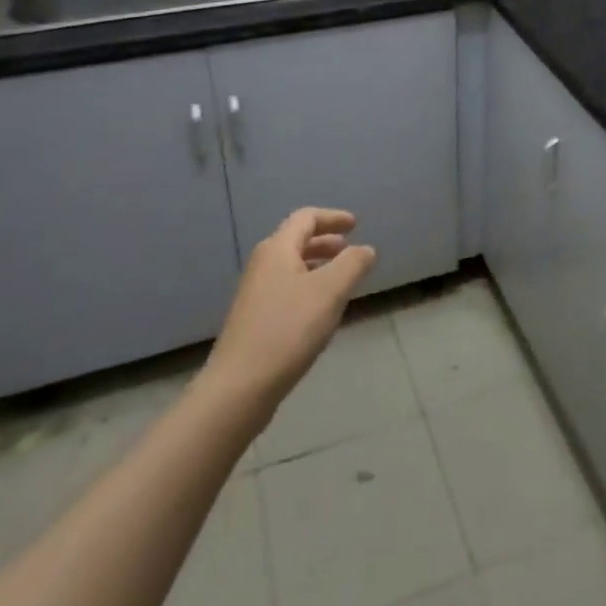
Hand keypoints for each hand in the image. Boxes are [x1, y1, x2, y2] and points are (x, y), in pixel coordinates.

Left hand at [202, 208, 375, 414]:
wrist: (239, 387)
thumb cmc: (288, 330)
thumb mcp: (330, 291)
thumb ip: (353, 264)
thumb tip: (365, 249)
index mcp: (277, 249)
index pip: (306, 218)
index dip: (333, 217)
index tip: (356, 225)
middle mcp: (262, 265)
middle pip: (296, 240)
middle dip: (326, 241)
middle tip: (350, 250)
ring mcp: (255, 294)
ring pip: (291, 267)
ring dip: (318, 265)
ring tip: (341, 280)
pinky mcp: (254, 320)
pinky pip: (286, 289)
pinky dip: (308, 287)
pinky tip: (320, 311)